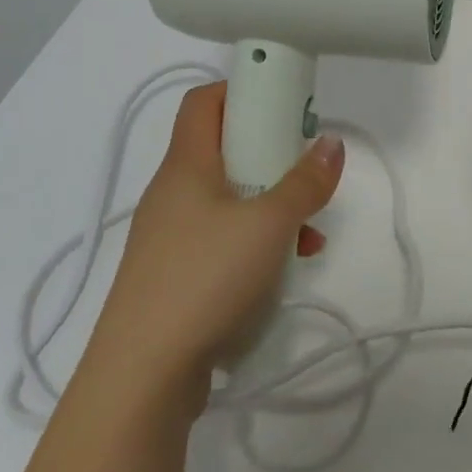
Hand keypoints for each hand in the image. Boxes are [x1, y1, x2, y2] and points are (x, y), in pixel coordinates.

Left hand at [84, 83, 344, 410]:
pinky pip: (218, 240)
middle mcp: (172, 192)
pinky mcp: (172, 277)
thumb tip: (331, 143)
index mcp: (186, 164)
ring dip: (268, 205)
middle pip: (222, 150)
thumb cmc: (204, 279)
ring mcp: (168, 237)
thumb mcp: (269, 224)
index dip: (242, 91)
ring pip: (226, 199)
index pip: (204, 101)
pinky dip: (252, 243)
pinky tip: (282, 270)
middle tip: (302, 169)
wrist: (139, 380)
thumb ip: (305, 182)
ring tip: (307, 232)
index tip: (281, 105)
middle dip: (268, 155)